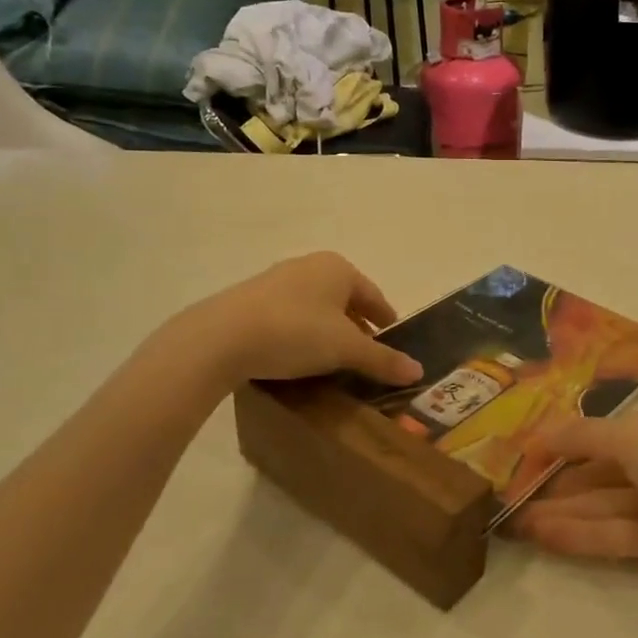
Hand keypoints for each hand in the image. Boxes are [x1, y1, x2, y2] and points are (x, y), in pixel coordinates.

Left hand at [165, 252, 423, 387]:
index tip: (393, 341)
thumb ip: (383, 360)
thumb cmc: (296, 332)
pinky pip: (289, 316)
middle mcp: (310, 266)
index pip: (374, 296)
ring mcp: (276, 280)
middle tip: (365, 356)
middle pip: (344, 300)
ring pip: (316, 308)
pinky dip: (301, 334)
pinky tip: (297, 357)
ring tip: (332, 361)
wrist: (219, 338)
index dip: (386, 320)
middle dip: (356, 327)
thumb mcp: (346, 350)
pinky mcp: (250, 300)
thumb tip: (418, 371)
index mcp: (339, 268)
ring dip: (328, 331)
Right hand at [507, 391, 637, 589]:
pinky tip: (545, 536)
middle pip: (606, 467)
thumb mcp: (630, 434)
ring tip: (518, 522)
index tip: (527, 455)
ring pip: (609, 502)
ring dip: (565, 511)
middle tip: (514, 494)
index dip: (568, 440)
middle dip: (561, 481)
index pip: (610, 428)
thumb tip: (537, 434)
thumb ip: (581, 436)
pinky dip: (584, 533)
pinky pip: (620, 531)